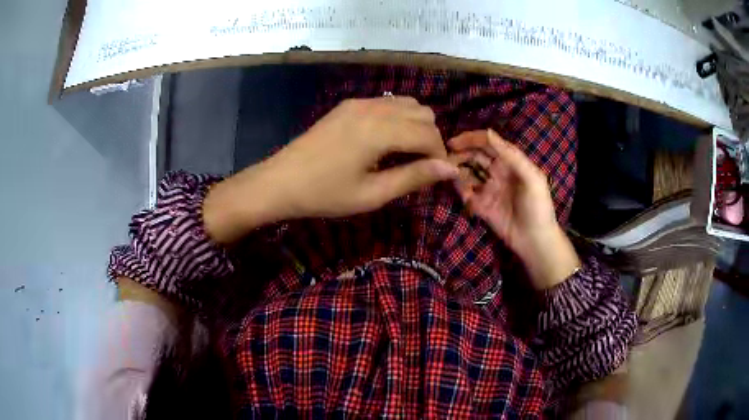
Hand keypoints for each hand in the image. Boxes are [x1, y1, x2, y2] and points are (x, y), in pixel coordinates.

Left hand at [204, 97, 458, 243]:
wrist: (280, 181)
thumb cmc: (324, 194)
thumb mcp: (372, 194)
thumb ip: (414, 178)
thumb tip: (451, 169)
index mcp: (380, 130)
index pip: (429, 134)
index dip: (440, 155)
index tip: (438, 176)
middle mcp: (374, 108)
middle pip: (423, 114)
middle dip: (431, 139)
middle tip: (420, 167)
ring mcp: (359, 102)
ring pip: (407, 104)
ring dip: (416, 126)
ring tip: (405, 154)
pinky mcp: (348, 104)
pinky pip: (387, 103)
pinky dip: (398, 118)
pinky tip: (386, 141)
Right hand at [448, 129, 579, 288]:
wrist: (535, 241)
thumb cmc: (538, 207)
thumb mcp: (532, 178)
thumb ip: (512, 156)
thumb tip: (489, 133)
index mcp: (510, 163)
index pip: (488, 144)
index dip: (471, 139)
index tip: (453, 142)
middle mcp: (497, 172)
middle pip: (475, 156)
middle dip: (460, 153)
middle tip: (445, 156)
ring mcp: (488, 189)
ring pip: (468, 173)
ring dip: (457, 169)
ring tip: (447, 170)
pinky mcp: (481, 205)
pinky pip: (466, 193)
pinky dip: (459, 189)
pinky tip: (458, 188)